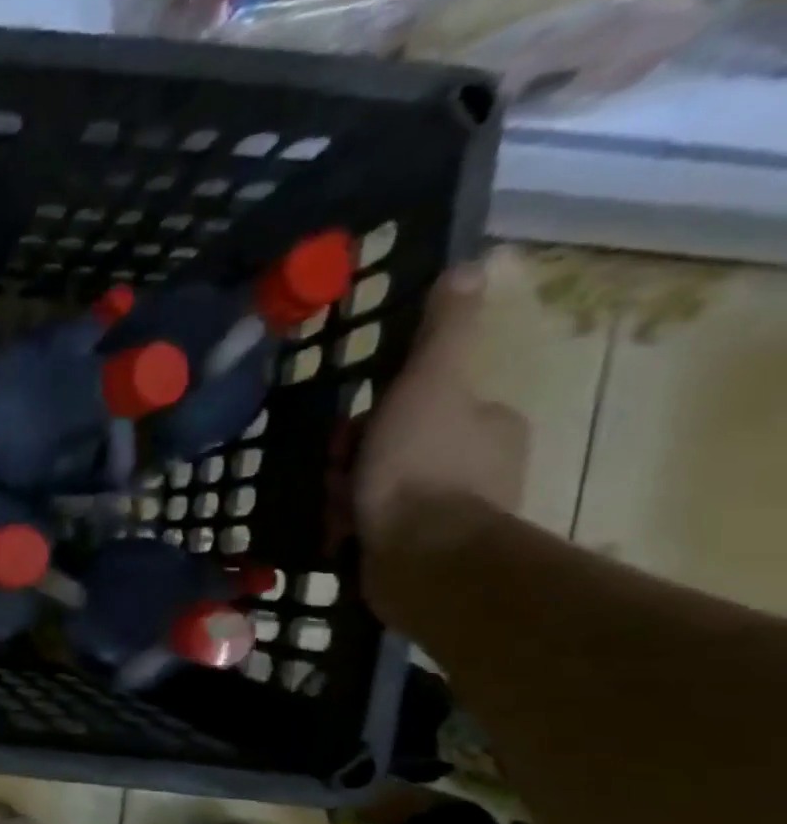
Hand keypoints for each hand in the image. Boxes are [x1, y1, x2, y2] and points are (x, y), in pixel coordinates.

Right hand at [354, 256, 529, 554]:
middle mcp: (480, 466)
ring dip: (348, 497)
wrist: (422, 556)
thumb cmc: (422, 466)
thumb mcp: (428, 384)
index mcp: (487, 424)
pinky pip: (378, 529)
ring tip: (336, 511)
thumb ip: (443, 333)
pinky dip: (354, 528)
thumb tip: (470, 267)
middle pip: (394, 450)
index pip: (421, 407)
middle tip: (337, 476)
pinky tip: (339, 534)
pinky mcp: (425, 552)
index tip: (350, 434)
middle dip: (356, 462)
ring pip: (381, 490)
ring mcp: (453, 514)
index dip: (377, 417)